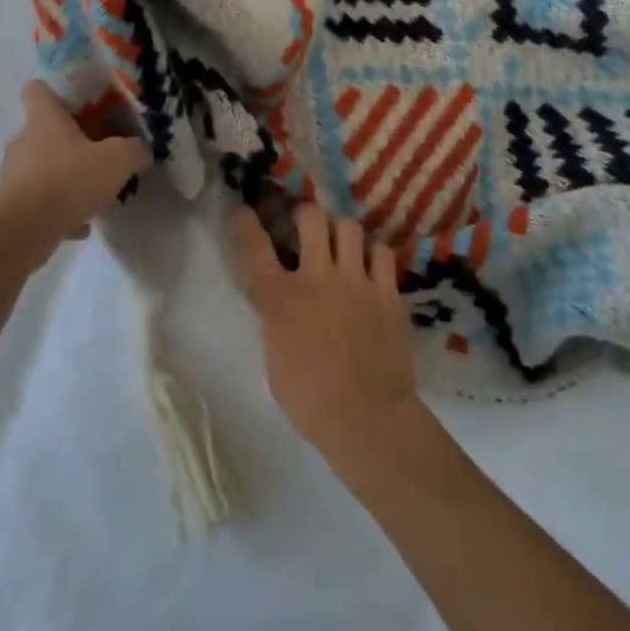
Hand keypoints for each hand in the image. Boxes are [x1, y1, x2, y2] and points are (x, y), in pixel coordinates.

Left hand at [0, 81, 151, 270]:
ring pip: (44, 169)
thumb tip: (142, 151)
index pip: (36, 90)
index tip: (77, 105)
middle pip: (45, 132)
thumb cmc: (68, 180)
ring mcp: (14, 175)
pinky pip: (41, 203)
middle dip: (71, 143)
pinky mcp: (11, 207)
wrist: (22, 231)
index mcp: (45, 120)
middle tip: (99, 156)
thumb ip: (134, 151)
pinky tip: (81, 225)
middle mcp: (24, 142)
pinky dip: (59, 211)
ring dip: (66, 179)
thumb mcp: (117, 161)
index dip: (54, 92)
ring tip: (93, 195)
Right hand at [231, 201, 425, 469]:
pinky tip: (372, 266)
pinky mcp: (387, 292)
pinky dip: (374, 254)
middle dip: (306, 214)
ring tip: (342, 244)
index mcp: (280, 299)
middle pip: (310, 217)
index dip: (245, 223)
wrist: (368, 419)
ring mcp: (355, 281)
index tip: (243, 210)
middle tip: (307, 226)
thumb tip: (281, 306)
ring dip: (341, 231)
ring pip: (348, 226)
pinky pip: (382, 252)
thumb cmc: (311, 402)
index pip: (254, 247)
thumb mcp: (275, 360)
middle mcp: (316, 278)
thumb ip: (276, 322)